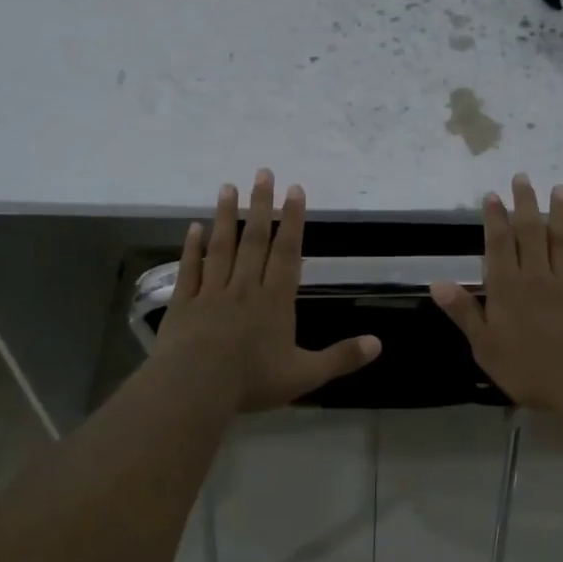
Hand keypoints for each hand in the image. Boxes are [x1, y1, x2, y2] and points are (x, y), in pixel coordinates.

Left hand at [155, 171, 381, 411]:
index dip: (292, 221)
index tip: (294, 190)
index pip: (287, 253)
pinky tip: (194, 228)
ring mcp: (210, 293)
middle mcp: (244, 288)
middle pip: (254, 241)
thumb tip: (379, 343)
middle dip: (261, 206)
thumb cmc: (252, 381)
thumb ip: (341, 357)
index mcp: (275, 301)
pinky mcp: (183, 305)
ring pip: (221, 248)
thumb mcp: (305, 375)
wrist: (194, 388)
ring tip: (228, 186)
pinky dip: (191, 248)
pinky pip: (189, 270)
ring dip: (226, 217)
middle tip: (263, 172)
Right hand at [430, 175, 562, 413]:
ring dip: (558, 214)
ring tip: (558, 189)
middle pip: (530, 234)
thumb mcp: (485, 346)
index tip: (493, 195)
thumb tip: (438, 282)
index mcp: (508, 289)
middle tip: (523, 177)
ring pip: (561, 242)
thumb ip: (464, 312)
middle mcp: (537, 278)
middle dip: (525, 204)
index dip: (495, 218)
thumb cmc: (527, 369)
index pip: (499, 245)